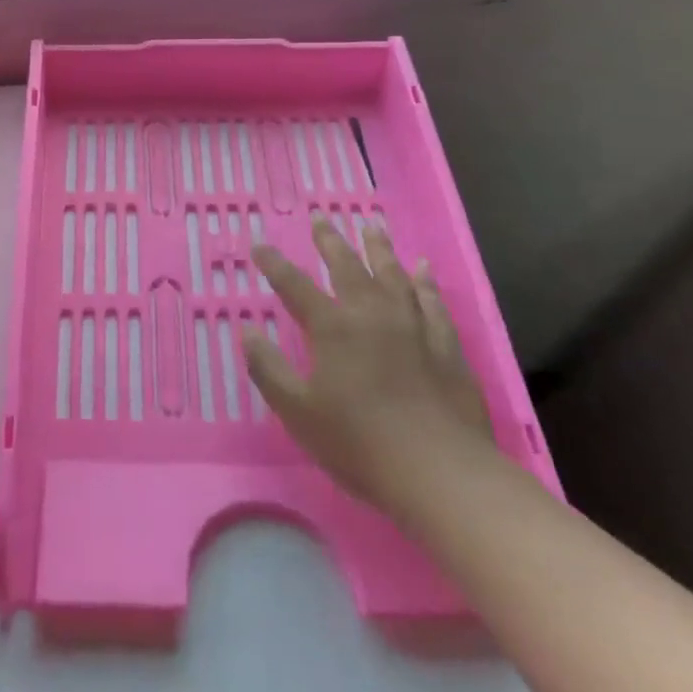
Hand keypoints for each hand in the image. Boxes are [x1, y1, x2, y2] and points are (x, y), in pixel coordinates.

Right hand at [245, 215, 492, 521]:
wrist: (440, 473)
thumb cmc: (359, 444)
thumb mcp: (298, 412)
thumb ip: (269, 369)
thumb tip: (246, 330)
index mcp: (333, 329)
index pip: (294, 286)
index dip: (274, 264)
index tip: (259, 245)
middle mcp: (371, 315)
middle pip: (347, 268)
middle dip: (330, 242)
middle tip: (322, 218)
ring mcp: (413, 326)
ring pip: (392, 275)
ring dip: (378, 248)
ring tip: (370, 226)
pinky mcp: (446, 345)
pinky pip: (433, 301)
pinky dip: (425, 282)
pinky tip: (422, 268)